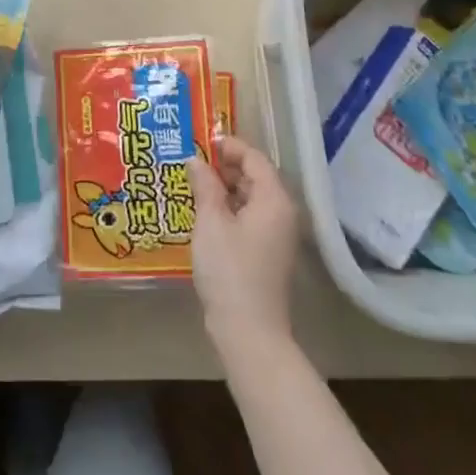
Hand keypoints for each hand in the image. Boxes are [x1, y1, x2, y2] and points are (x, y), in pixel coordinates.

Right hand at [189, 135, 299, 355]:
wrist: (249, 332)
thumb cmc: (229, 270)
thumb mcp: (211, 222)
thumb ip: (204, 185)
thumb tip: (195, 160)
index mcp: (274, 199)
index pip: (254, 158)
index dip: (229, 146)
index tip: (203, 142)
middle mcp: (281, 213)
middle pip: (256, 176)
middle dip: (225, 166)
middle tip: (194, 162)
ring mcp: (276, 235)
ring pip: (251, 198)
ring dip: (225, 188)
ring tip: (195, 184)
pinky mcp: (267, 253)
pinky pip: (250, 217)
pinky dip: (230, 208)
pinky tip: (205, 213)